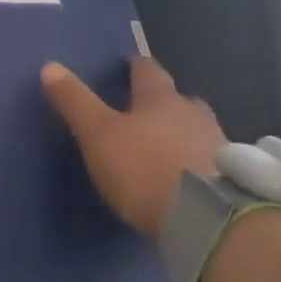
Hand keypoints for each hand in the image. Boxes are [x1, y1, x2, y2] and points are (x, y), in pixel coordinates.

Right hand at [42, 57, 223, 239]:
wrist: (205, 217)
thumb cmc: (143, 168)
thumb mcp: (98, 135)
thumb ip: (75, 102)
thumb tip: (49, 67)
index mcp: (160, 99)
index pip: (148, 71)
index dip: (137, 67)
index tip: (131, 65)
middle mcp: (193, 113)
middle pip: (179, 99)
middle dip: (164, 102)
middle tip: (148, 110)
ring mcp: (217, 143)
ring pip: (197, 128)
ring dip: (183, 132)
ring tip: (167, 145)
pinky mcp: (231, 177)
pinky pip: (210, 159)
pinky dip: (196, 161)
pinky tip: (187, 176)